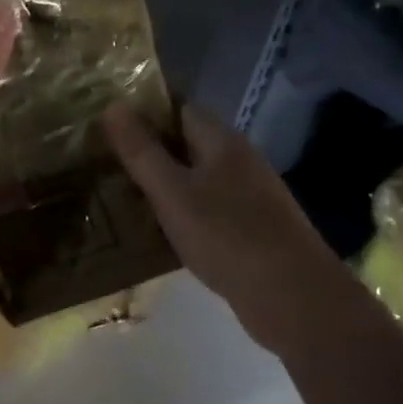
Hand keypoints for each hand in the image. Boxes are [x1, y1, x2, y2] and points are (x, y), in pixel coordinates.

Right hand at [104, 100, 339, 349]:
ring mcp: (251, 194)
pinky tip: (163, 230)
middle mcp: (239, 158)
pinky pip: (210, 206)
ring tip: (125, 195)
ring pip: (198, 176)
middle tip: (107, 161)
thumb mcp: (173, 193)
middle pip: (188, 141)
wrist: (295, 298)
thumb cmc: (228, 236)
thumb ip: (142, 151)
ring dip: (167, 182)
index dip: (144, 111)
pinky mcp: (255, 227)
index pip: (178, 107)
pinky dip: (185, 211)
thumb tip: (113, 105)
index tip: (108, 124)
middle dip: (151, 149)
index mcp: (222, 140)